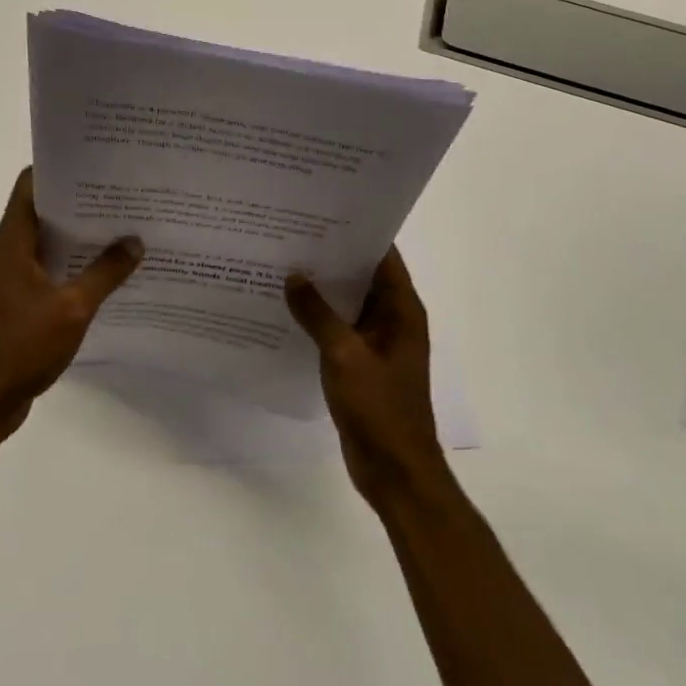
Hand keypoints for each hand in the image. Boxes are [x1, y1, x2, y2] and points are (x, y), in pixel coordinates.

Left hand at [0, 168, 143, 439]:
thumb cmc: (21, 346)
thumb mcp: (72, 308)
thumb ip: (105, 273)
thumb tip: (135, 241)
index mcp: (12, 241)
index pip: (30, 185)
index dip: (60, 169)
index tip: (95, 163)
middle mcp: (7, 251)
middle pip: (41, 210)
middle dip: (78, 200)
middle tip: (120, 193)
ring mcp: (10, 277)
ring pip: (46, 241)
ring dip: (77, 234)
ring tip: (120, 225)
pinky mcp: (16, 301)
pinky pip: (47, 268)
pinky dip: (71, 263)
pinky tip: (104, 270)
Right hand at [286, 247, 449, 508]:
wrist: (395, 473)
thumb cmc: (379, 408)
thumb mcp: (344, 355)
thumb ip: (317, 314)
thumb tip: (293, 276)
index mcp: (402, 310)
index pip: (382, 256)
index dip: (357, 232)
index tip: (322, 212)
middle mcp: (392, 320)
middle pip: (362, 276)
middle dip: (332, 256)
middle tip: (292, 233)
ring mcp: (376, 343)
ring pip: (347, 303)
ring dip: (322, 288)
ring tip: (283, 262)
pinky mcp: (360, 364)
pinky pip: (338, 329)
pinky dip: (318, 317)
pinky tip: (286, 308)